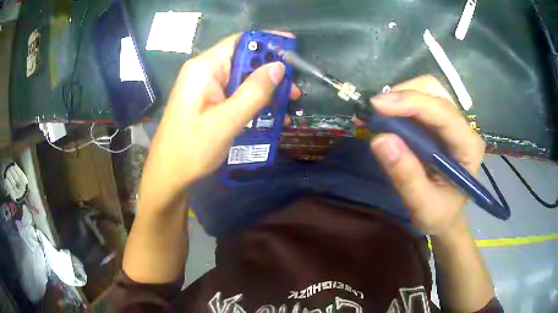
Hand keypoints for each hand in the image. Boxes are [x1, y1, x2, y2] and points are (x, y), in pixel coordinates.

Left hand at [148, 31, 300, 192]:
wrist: (169, 175)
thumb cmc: (192, 149)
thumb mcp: (227, 121)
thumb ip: (254, 91)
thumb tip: (279, 67)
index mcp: (204, 68)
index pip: (240, 42)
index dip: (267, 41)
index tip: (292, 48)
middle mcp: (204, 72)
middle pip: (243, 60)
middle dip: (271, 71)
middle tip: (294, 89)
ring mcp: (206, 88)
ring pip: (242, 78)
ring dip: (265, 89)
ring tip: (288, 104)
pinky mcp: (208, 102)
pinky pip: (235, 94)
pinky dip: (253, 101)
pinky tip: (270, 116)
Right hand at [368, 75, 484, 234]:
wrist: (446, 215)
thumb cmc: (439, 214)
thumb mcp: (423, 206)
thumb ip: (406, 176)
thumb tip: (380, 139)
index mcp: (468, 147)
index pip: (443, 113)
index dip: (412, 103)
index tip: (377, 105)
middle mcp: (463, 127)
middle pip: (435, 91)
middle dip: (404, 95)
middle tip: (376, 112)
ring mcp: (452, 121)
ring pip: (427, 90)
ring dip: (400, 97)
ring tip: (378, 116)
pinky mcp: (439, 122)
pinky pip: (420, 100)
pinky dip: (399, 104)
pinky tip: (386, 117)